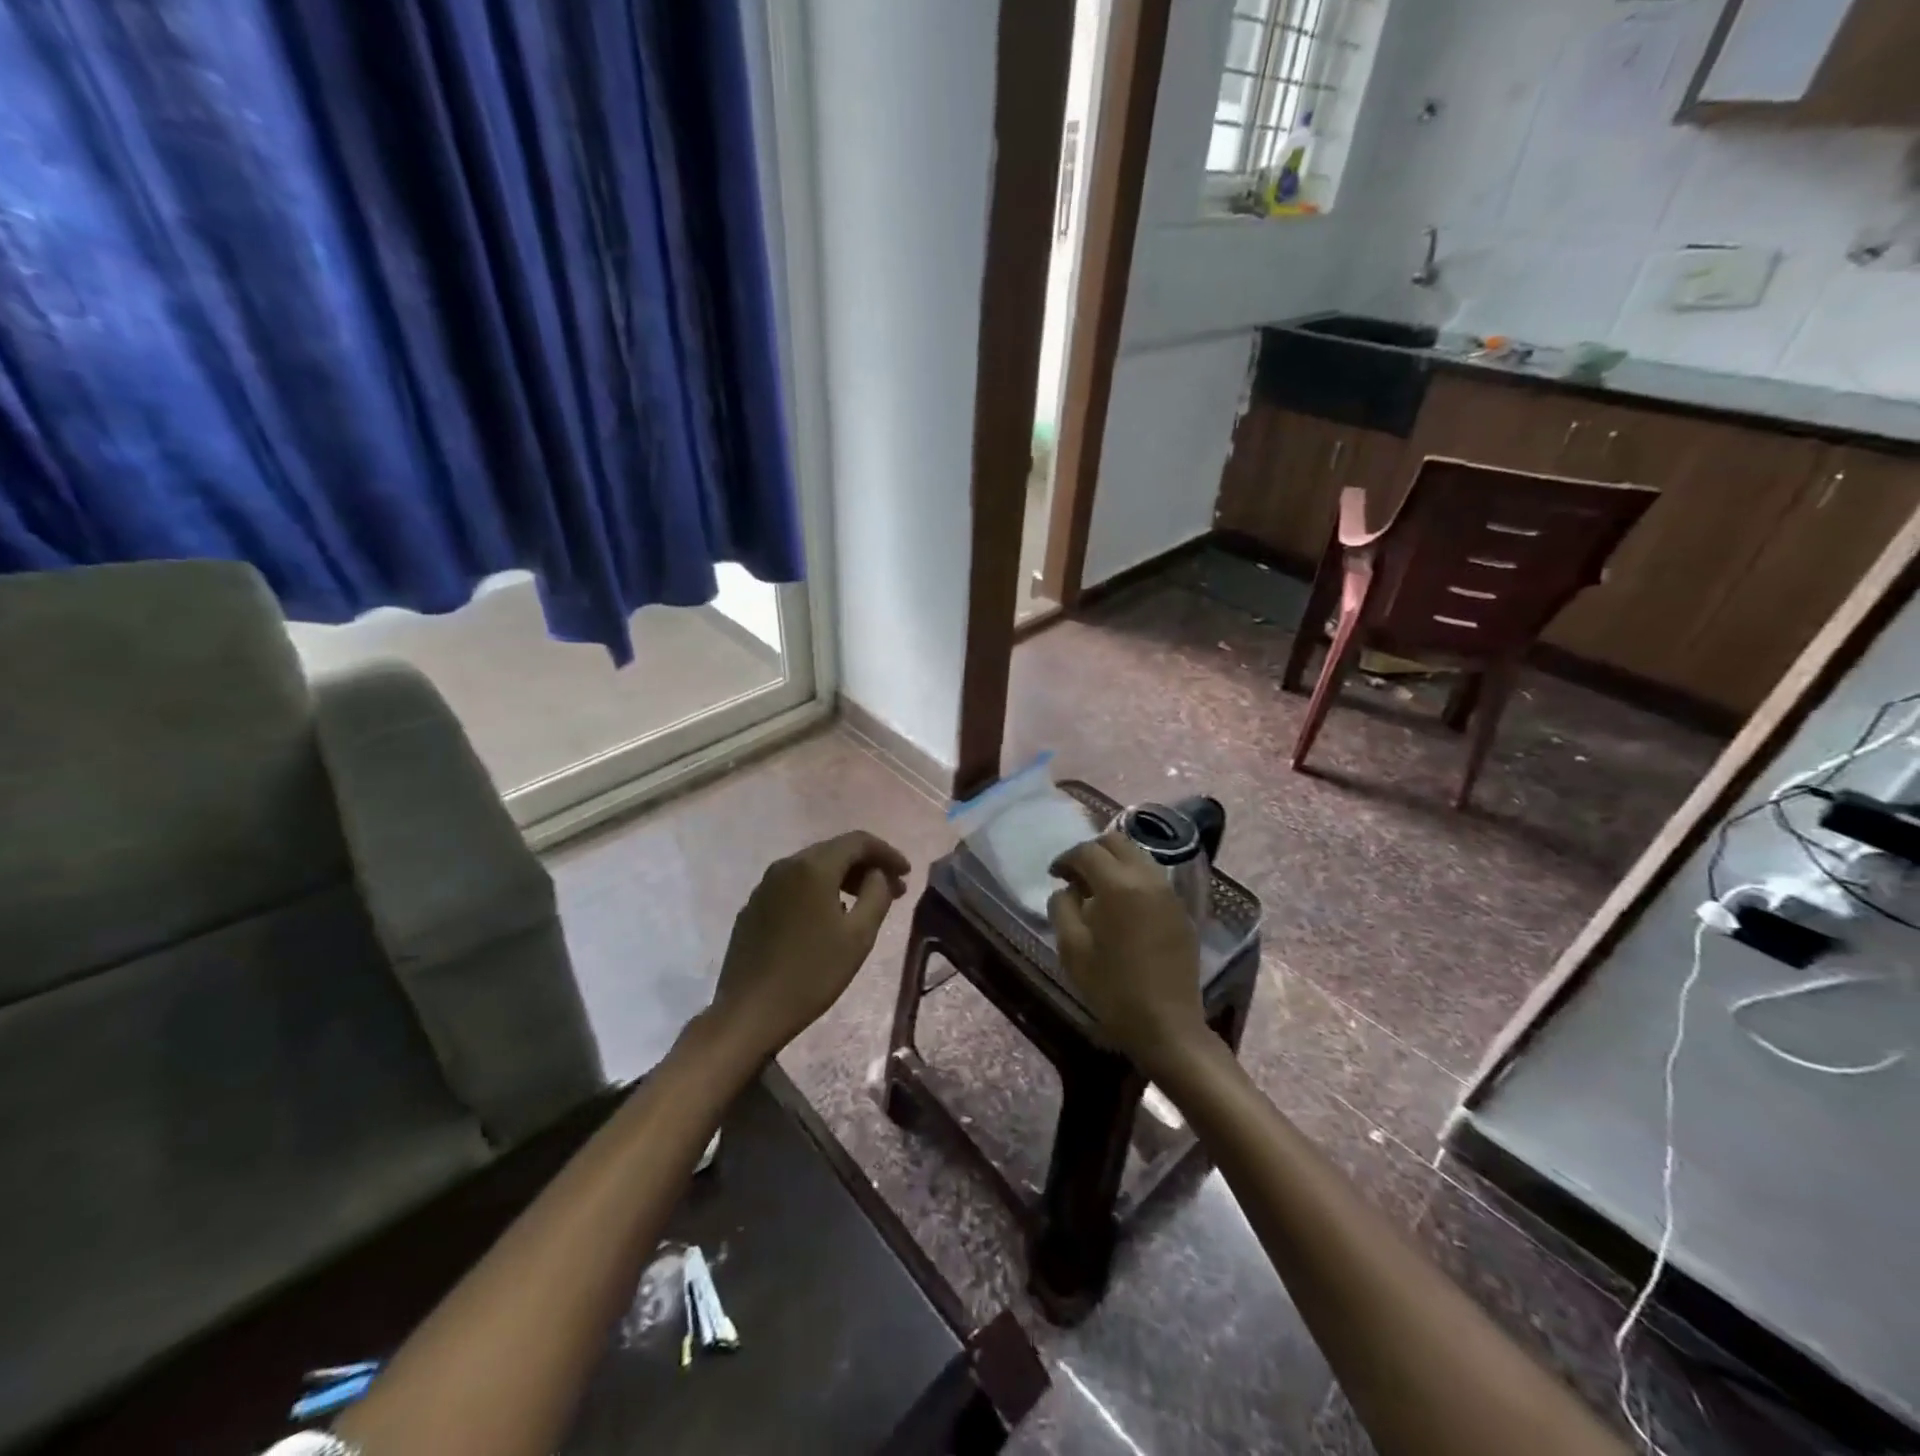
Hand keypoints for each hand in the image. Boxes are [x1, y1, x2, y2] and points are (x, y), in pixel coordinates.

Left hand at [709, 831, 910, 1060]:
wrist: (749, 1012)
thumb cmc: (812, 974)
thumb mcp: (859, 936)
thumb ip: (877, 894)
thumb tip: (878, 874)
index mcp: (813, 867)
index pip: (858, 841)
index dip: (887, 853)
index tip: (907, 873)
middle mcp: (786, 866)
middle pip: (834, 850)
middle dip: (867, 865)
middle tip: (894, 890)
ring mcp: (765, 885)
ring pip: (813, 867)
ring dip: (844, 878)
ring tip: (865, 903)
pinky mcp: (753, 906)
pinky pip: (794, 885)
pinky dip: (819, 891)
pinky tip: (829, 917)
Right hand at [1048, 833, 1207, 1073]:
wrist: (1167, 1025)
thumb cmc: (1113, 989)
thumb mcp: (1072, 949)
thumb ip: (1062, 907)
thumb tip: (1067, 889)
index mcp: (1118, 885)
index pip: (1087, 851)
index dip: (1065, 858)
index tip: (1054, 875)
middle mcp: (1147, 878)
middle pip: (1117, 842)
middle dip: (1092, 852)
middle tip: (1074, 876)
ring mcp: (1169, 893)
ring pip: (1138, 856)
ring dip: (1114, 863)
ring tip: (1097, 890)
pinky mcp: (1181, 910)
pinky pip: (1153, 878)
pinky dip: (1133, 878)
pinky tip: (1122, 906)